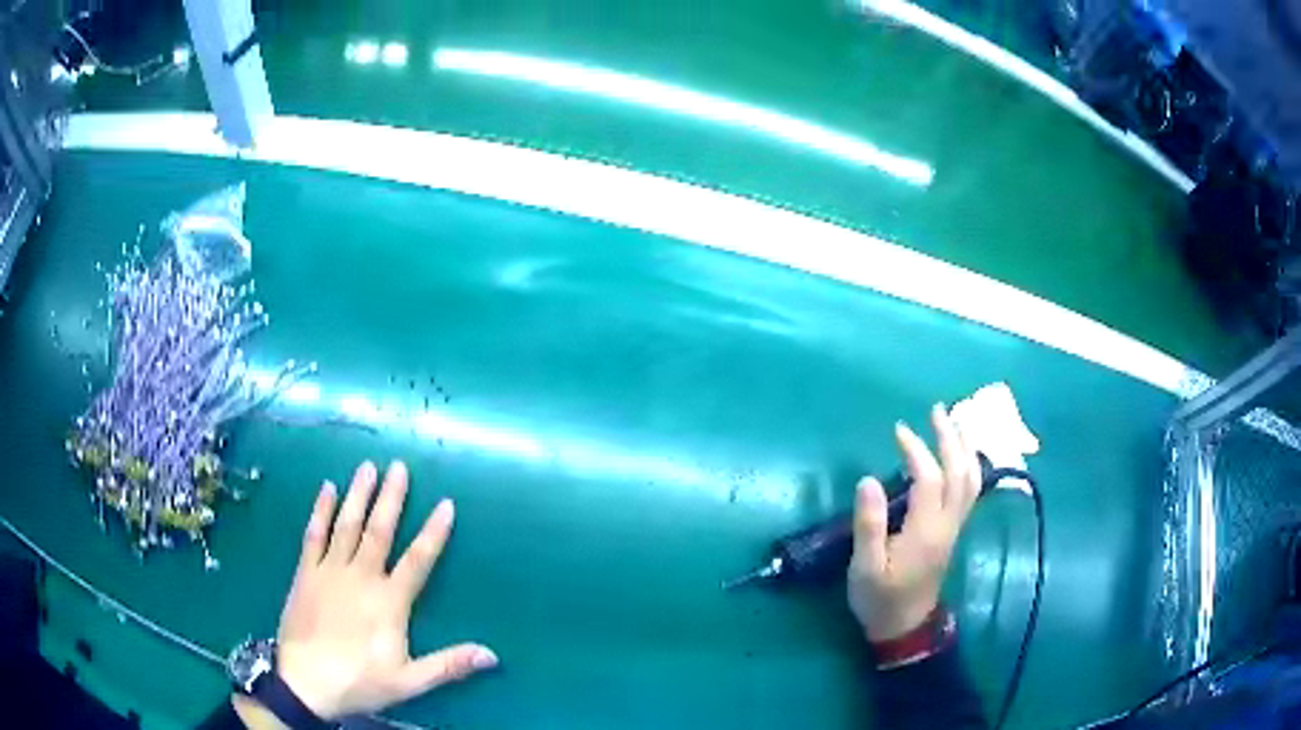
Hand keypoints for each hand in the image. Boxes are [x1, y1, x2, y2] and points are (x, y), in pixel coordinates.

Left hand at [259, 461, 497, 720]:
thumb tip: (492, 655)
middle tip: (398, 466)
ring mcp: (329, 571)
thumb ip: (449, 664)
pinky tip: (326, 489)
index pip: (417, 560)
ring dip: (358, 495)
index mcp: (389, 601)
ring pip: (346, 525)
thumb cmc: (359, 681)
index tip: (446, 504)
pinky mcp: (305, 573)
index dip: (433, 532)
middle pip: (379, 531)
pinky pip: (313, 535)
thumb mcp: (409, 681)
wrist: (305, 682)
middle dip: (390, 498)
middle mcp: (360, 577)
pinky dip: (320, 511)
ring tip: (367, 467)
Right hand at [847, 404, 980, 642]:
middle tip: (937, 410)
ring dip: (965, 448)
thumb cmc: (880, 598)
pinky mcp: (954, 531)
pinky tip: (961, 455)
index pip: (929, 479)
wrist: (904, 626)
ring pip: (971, 480)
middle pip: (960, 472)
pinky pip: (970, 490)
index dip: (917, 450)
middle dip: (951, 438)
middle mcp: (948, 523)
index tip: (898, 430)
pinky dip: (969, 465)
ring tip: (955, 423)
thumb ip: (869, 524)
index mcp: (926, 530)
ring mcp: (955, 527)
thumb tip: (869, 479)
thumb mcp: (864, 568)